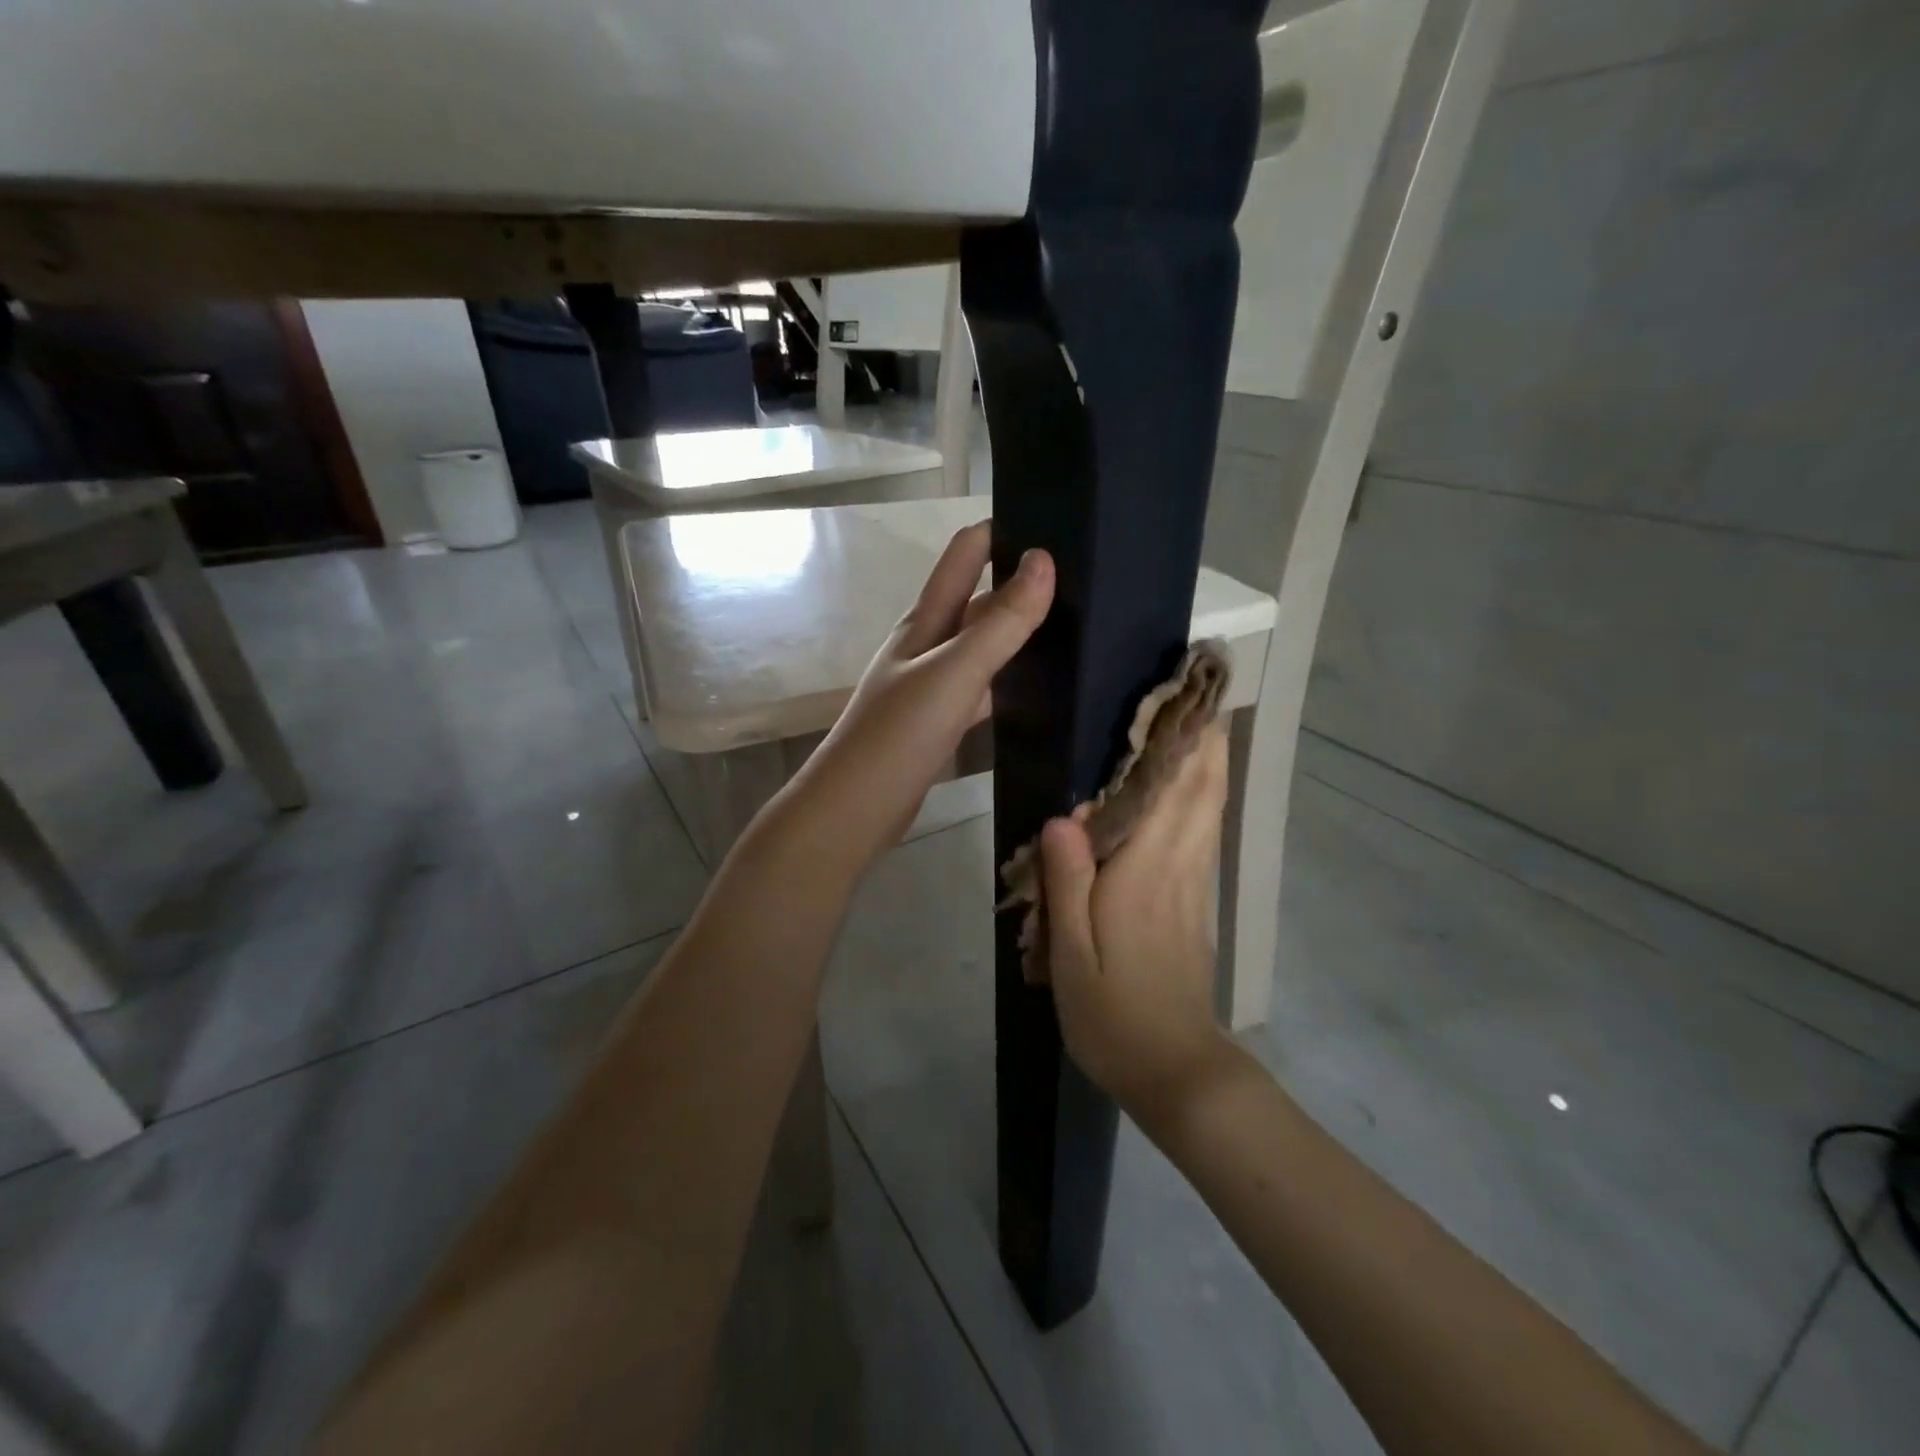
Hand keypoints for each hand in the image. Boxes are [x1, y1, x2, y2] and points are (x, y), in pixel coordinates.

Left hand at [777, 521, 1053, 875]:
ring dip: (1020, 634)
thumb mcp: (953, 673)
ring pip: (984, 647)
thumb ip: (1000, 623)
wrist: (854, 811)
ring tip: (1079, 625)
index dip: (1001, 531)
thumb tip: (1044, 560)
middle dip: (1022, 583)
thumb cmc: (898, 735)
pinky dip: (1012, 683)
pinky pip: (985, 690)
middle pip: (979, 601)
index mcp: (925, 622)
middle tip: (1087, 577)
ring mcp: (934, 686)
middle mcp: (928, 646)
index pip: (965, 555)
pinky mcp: (942, 724)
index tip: (1055, 518)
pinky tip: (1044, 689)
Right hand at [1040, 724, 1236, 1122]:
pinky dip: (1205, 798)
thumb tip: (1063, 815)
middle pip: (1201, 790)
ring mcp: (1194, 885)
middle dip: (1203, 738)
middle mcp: (1178, 867)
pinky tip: (1193, 788)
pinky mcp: (1197, 903)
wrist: (1176, 1069)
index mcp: (1144, 874)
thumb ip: (1068, 883)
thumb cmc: (1113, 1015)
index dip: (1182, 741)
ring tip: (1198, 720)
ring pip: (1209, 809)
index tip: (1182, 694)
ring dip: (1209, 762)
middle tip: (1194, 690)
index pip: (1171, 792)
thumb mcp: (1071, 956)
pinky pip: (1205, 834)